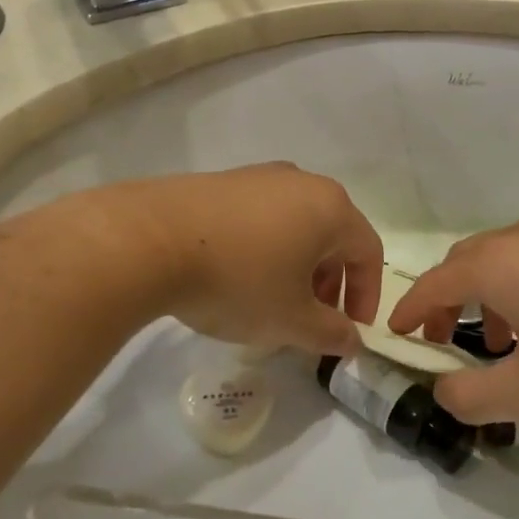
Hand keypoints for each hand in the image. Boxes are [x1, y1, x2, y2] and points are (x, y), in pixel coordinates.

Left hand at [111, 164, 383, 355]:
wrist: (151, 239)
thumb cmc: (238, 280)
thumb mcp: (291, 320)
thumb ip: (331, 334)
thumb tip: (352, 341)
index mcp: (331, 208)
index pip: (368, 252)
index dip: (366, 295)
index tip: (351, 330)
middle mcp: (301, 182)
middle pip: (333, 235)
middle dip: (330, 281)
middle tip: (313, 318)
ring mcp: (259, 177)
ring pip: (296, 224)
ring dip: (297, 265)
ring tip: (273, 299)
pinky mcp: (222, 181)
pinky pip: (260, 216)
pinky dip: (265, 247)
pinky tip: (237, 275)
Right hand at [386, 216, 518, 424]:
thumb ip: (472, 398)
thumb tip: (443, 391)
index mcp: (493, 265)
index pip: (431, 284)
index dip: (408, 312)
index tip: (395, 334)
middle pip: (463, 264)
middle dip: (445, 302)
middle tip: (441, 339)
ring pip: (501, 261)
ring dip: (485, 298)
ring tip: (499, 343)